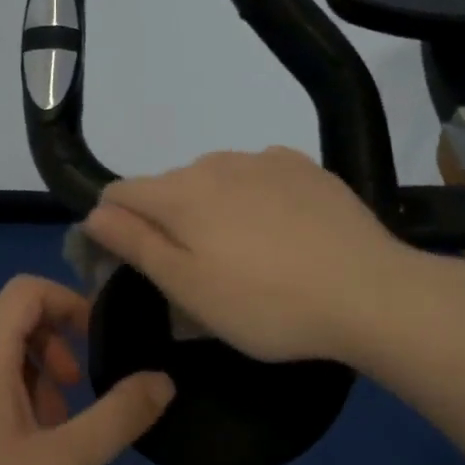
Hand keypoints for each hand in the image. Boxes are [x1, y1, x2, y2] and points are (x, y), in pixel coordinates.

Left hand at [0, 275, 174, 464]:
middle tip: (77, 390)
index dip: (68, 301)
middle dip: (53, 342)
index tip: (99, 340)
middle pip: (7, 317)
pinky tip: (20, 455)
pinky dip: (7, 397)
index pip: (24, 290)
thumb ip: (118, 417)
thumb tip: (164, 380)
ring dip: (31, 372)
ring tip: (54, 430)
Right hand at [84, 146, 418, 363]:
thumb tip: (94, 213)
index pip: (119, 193)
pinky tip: (280, 232)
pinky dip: (252, 198)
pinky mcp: (304, 166)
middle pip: (167, 187)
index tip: (132, 265)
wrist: (370, 292)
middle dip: (166, 221)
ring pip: (213, 179)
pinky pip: (257, 175)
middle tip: (195, 274)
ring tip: (243, 255)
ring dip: (210, 209)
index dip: (113, 226)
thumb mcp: (188, 289)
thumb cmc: (267, 304)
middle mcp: (214, 162)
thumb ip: (136, 244)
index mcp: (179, 194)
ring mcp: (263, 159)